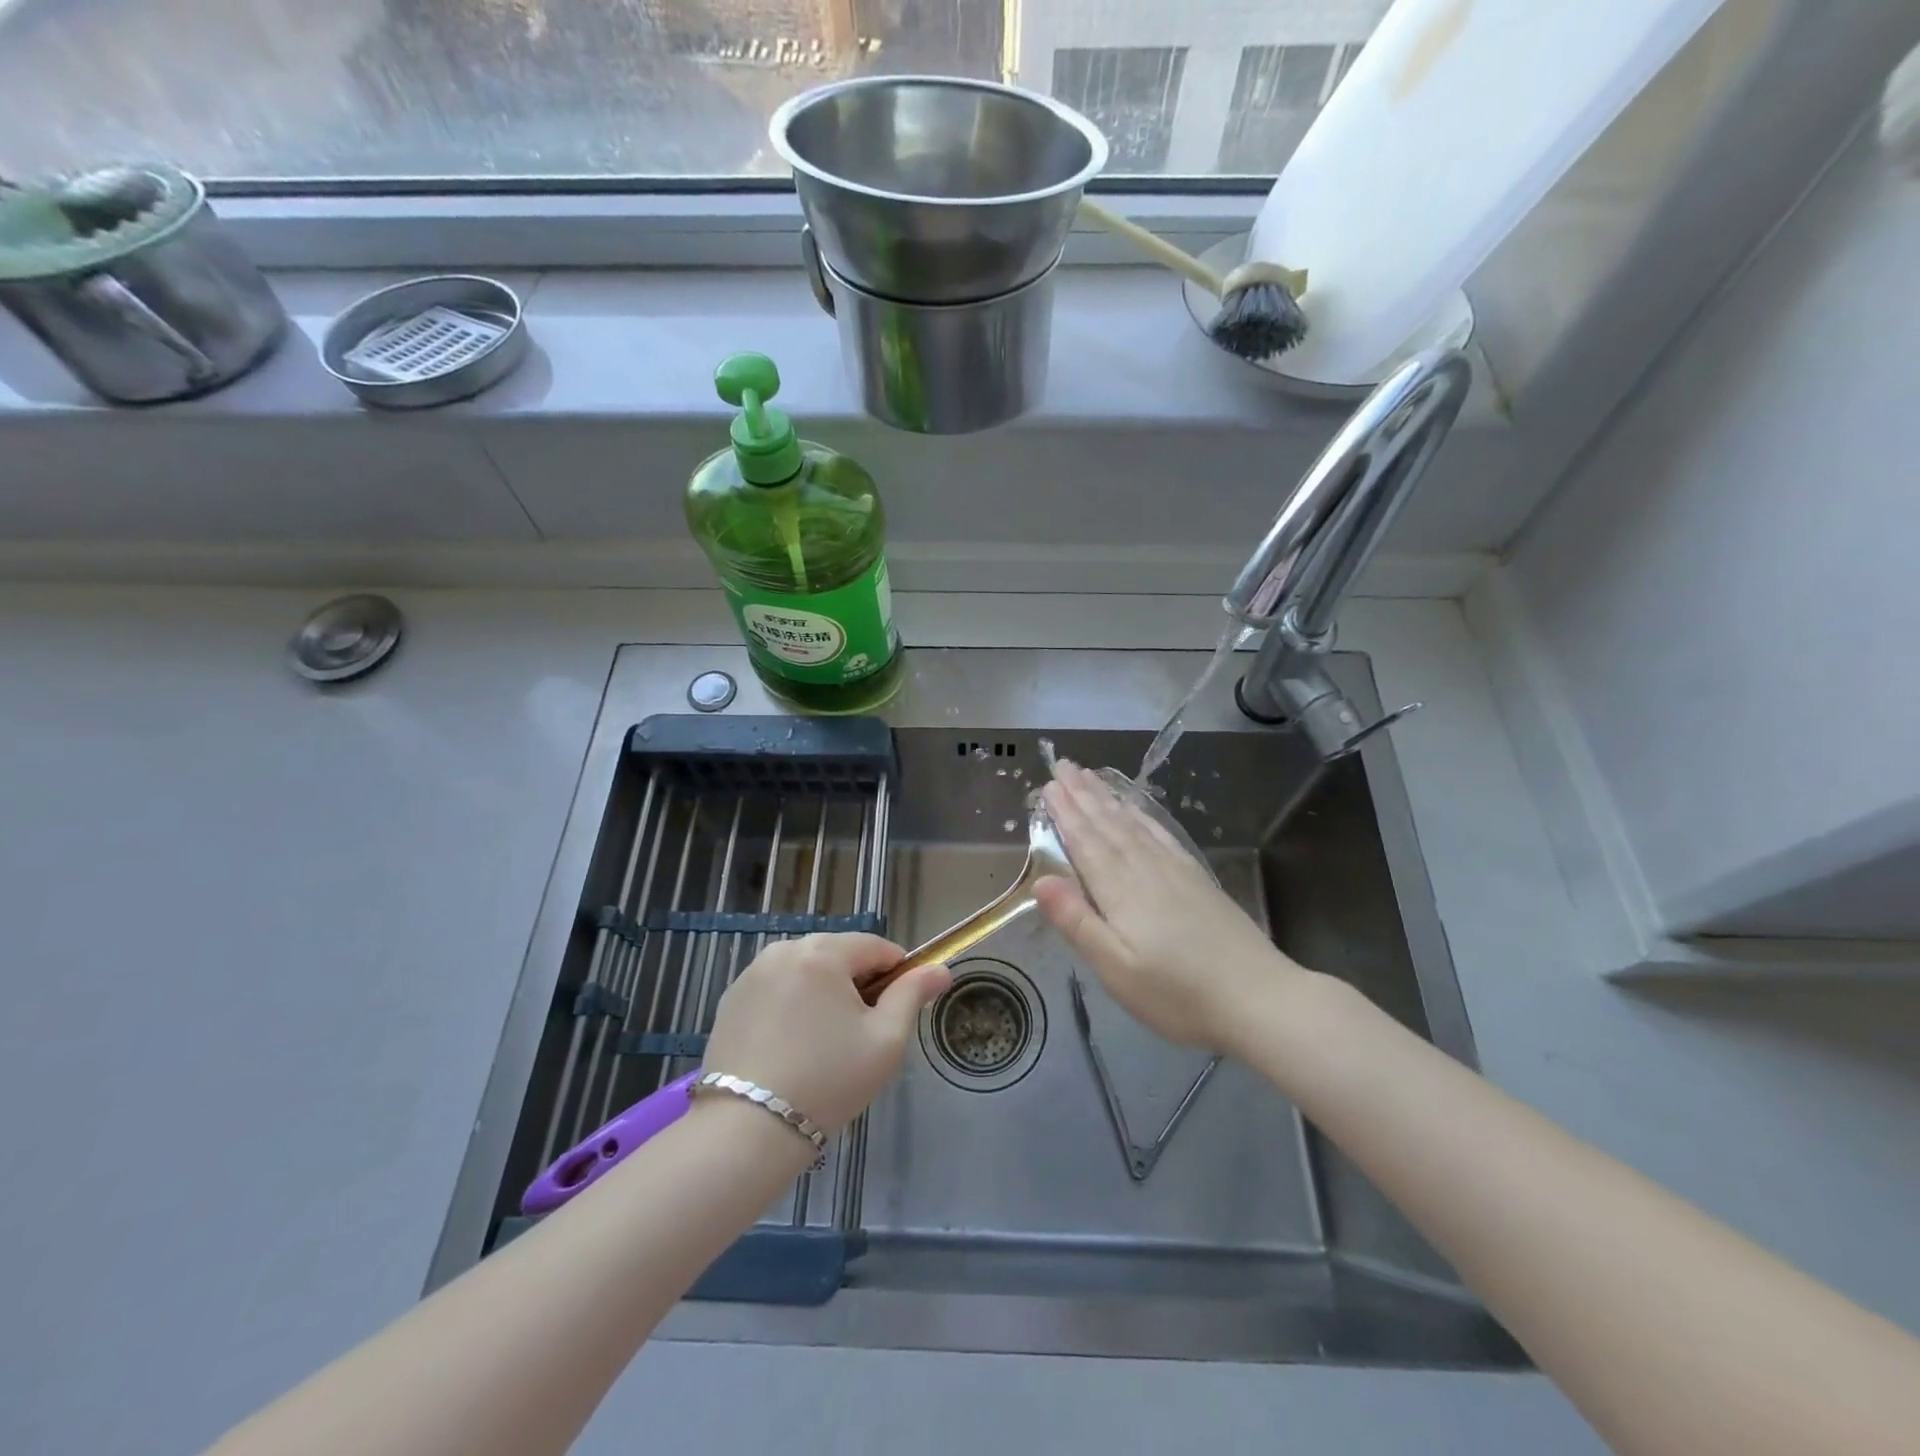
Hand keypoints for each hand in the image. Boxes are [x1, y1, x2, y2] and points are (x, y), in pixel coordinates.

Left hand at [701, 933, 949, 1131]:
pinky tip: (792, 1048)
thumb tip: (940, 969)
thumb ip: (913, 995)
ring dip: (824, 994)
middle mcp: (783, 950)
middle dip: (857, 985)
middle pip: (839, 955)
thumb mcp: (885, 1039)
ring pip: (807, 971)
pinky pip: (777, 989)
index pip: (876, 947)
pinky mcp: (730, 1000)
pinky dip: (792, 1007)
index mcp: (823, 952)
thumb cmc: (828, 1081)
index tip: (897, 1013)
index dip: (897, 975)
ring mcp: (751, 974)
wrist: (747, 1132)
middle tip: (861, 1035)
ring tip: (825, 1045)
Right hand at [1034, 760, 1304, 1051]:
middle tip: (1063, 765)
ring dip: (1108, 799)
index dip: (1065, 814)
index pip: (1086, 843)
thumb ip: (1077, 922)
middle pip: (1108, 825)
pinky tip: (1136, 809)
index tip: (1049, 785)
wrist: (1258, 998)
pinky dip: (1143, 816)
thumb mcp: (1116, 969)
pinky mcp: (1196, 878)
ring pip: (1133, 824)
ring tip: (1090, 776)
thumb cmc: (1177, 994)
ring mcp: (1175, 870)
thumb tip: (1040, 880)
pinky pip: (1161, 834)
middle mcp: (1145, 869)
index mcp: (1120, 891)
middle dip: (1083, 795)